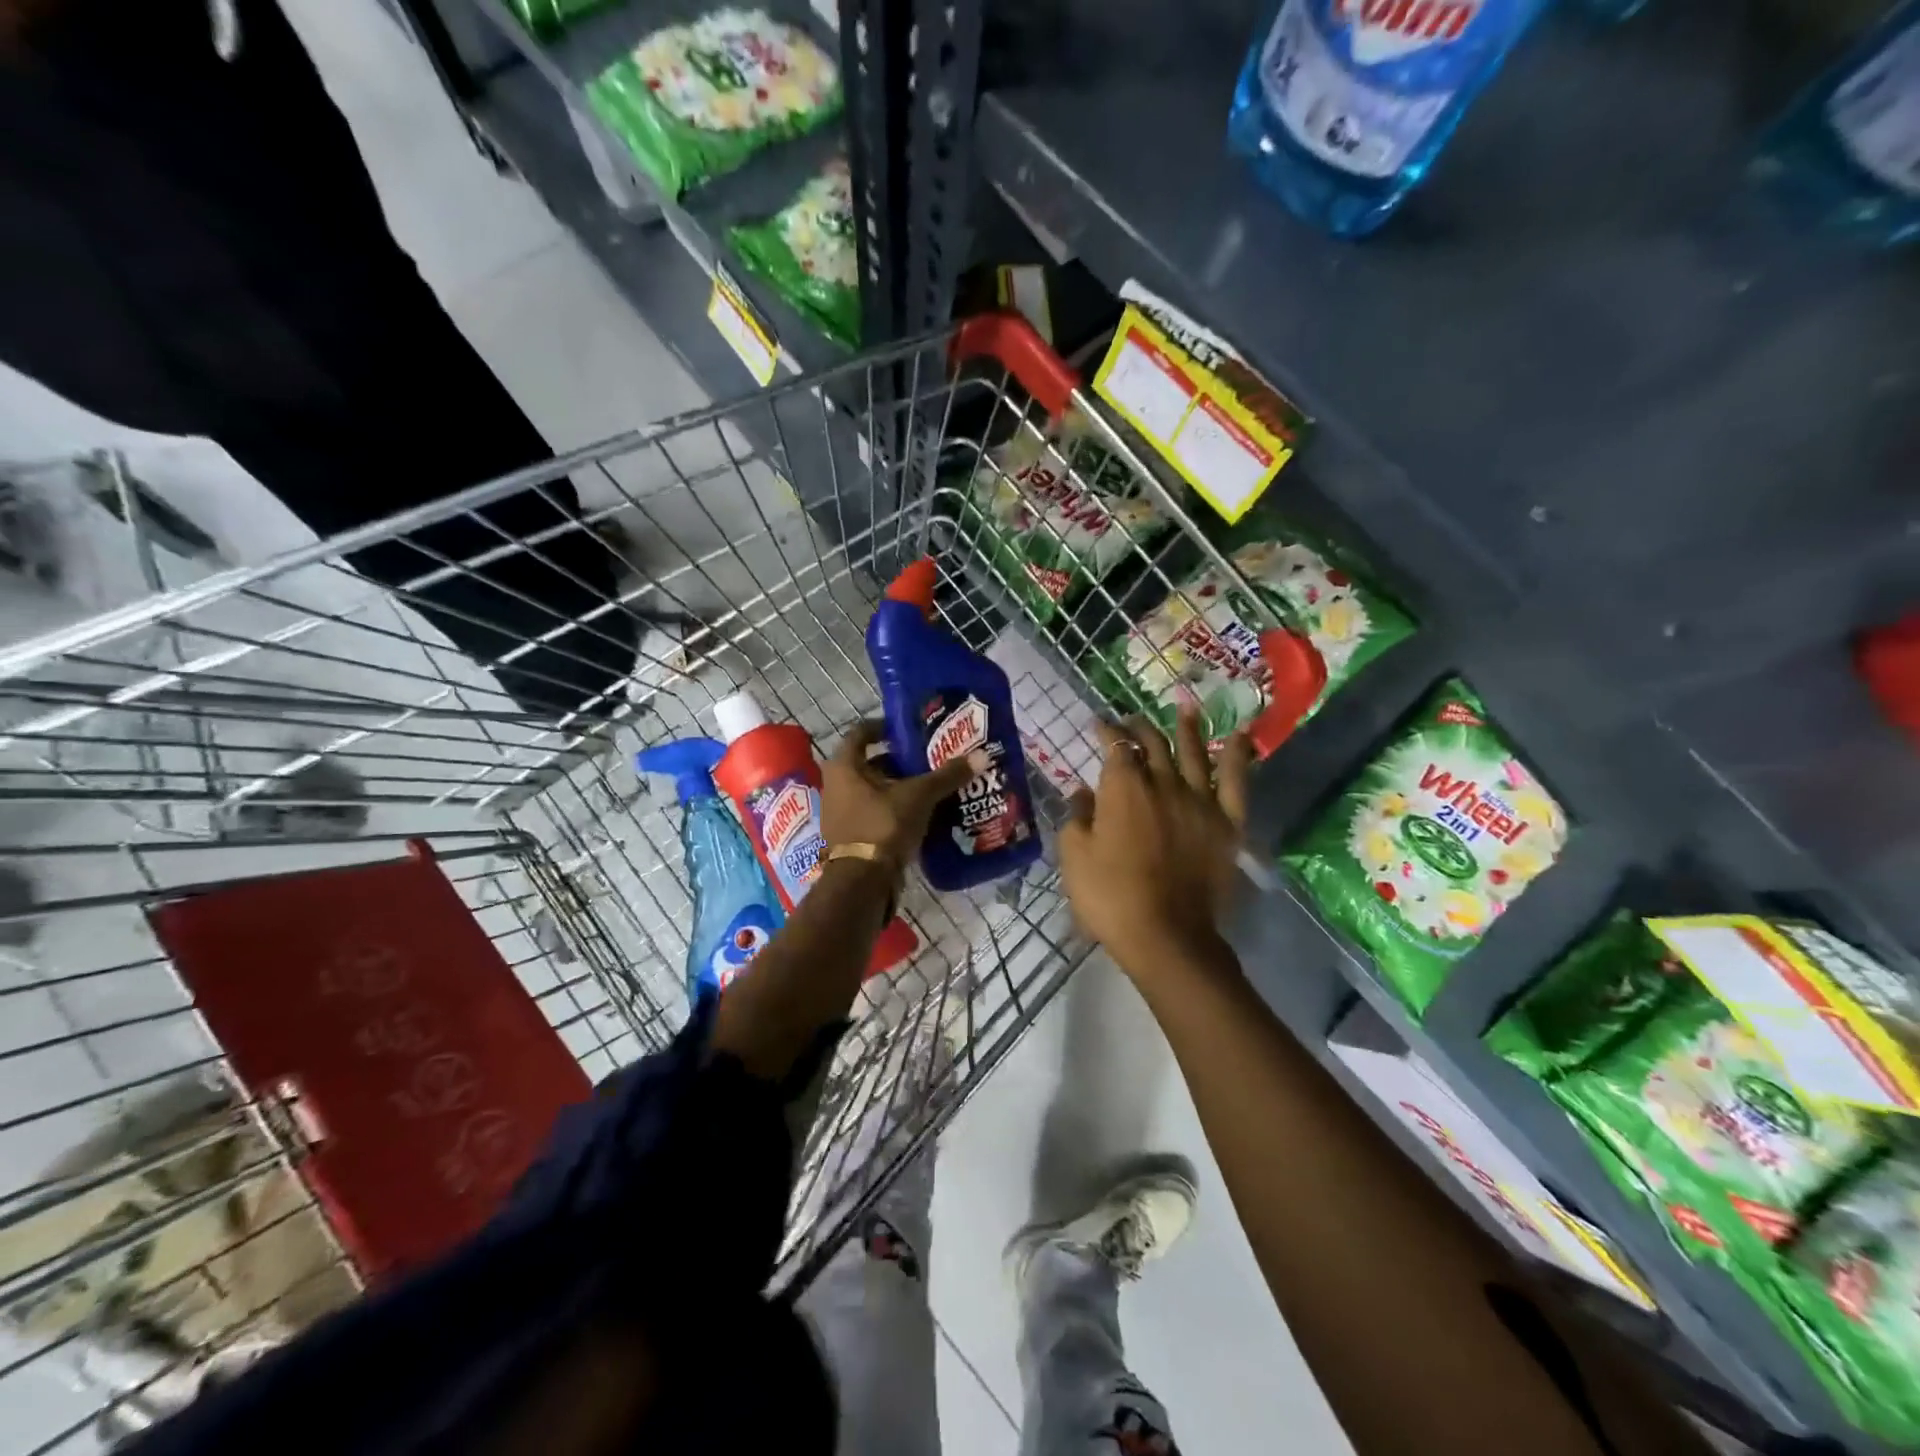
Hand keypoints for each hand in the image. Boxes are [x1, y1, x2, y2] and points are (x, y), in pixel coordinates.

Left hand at [822, 719, 986, 874]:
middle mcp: (835, 785)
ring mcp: (839, 812)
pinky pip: (873, 812)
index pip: (861, 732)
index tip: (908, 730)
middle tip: (927, 759)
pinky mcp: (849, 836)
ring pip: (872, 789)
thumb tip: (982, 755)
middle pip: (869, 763)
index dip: (884, 727)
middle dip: (898, 761)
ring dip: (897, 787)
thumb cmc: (883, 825)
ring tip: (929, 786)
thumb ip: (948, 776)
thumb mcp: (919, 796)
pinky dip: (893, 809)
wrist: (862, 882)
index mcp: (844, 766)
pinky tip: (920, 813)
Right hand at [1059, 708, 1251, 981]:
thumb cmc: (1110, 896)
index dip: (1107, 731)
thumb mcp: (1074, 856)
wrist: (1166, 935)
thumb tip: (1083, 791)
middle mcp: (1163, 783)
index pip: (1115, 746)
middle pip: (1153, 744)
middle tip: (1132, 720)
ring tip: (1185, 708)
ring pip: (1194, 752)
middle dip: (1140, 727)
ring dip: (1187, 728)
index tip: (1099, 724)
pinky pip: (1237, 782)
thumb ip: (1077, 816)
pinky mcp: (1227, 823)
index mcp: (1123, 787)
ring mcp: (1200, 800)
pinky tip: (1240, 736)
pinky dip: (1238, 756)